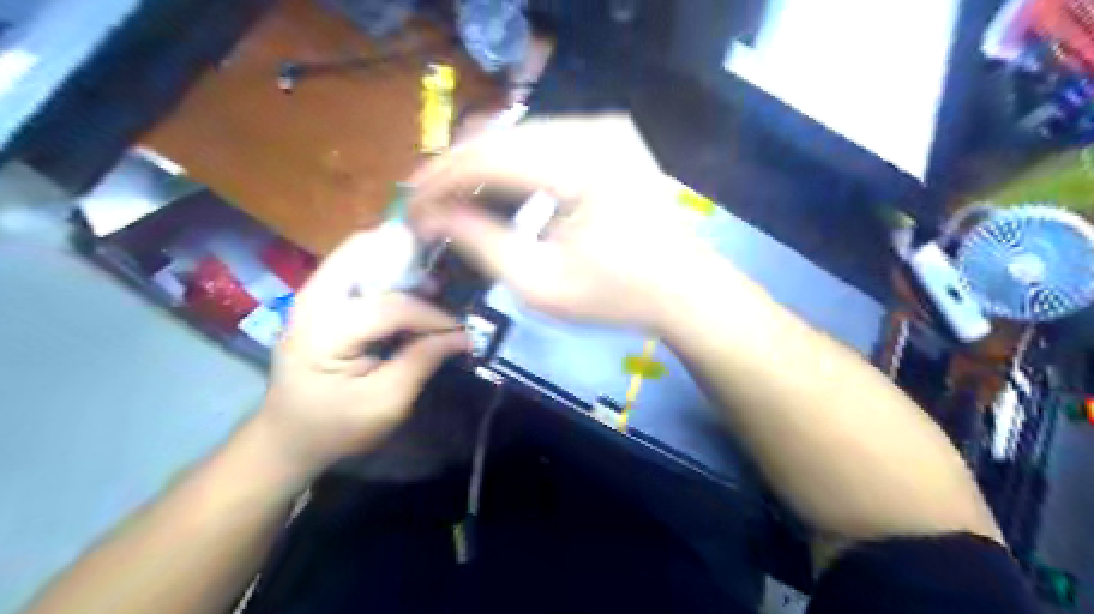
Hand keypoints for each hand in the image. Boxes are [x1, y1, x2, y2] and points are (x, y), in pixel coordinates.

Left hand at [260, 230, 467, 473]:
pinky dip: (387, 269)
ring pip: (360, 250)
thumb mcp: (386, 403)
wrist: (286, 435)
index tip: (460, 330)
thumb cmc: (336, 426)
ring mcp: (312, 294)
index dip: (432, 315)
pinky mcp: (319, 297)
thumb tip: (463, 335)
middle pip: (364, 250)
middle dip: (410, 259)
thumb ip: (422, 361)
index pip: (390, 307)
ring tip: (431, 286)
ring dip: (399, 260)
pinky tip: (409, 290)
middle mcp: (313, 300)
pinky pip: (356, 265)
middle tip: (444, 284)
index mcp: (325, 332)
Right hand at [410, 112, 709, 329]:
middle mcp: (594, 130)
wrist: (685, 290)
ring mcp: (605, 128)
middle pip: (501, 138)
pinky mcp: (610, 138)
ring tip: (451, 199)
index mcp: (581, 166)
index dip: (440, 182)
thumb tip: (432, 217)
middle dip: (455, 171)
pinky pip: (544, 141)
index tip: (410, 210)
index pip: (488, 158)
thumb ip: (480, 244)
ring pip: (520, 134)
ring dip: (481, 165)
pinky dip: (512, 164)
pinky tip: (493, 189)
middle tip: (425, 204)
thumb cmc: (617, 296)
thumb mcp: (540, 284)